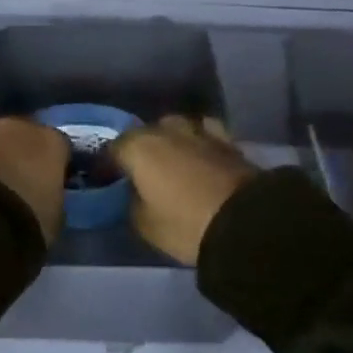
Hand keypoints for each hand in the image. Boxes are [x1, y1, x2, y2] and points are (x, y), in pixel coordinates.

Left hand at [0, 118, 69, 244]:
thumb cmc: (27, 219)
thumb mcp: (56, 215)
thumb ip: (54, 196)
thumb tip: (47, 194)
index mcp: (52, 141)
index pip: (61, 147)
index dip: (57, 165)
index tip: (54, 183)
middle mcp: (21, 127)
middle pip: (28, 136)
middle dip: (26, 154)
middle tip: (24, 180)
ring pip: (0, 142)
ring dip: (0, 156)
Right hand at [111, 115, 257, 265]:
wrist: (245, 222)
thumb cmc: (185, 224)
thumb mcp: (144, 224)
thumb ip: (131, 202)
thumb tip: (134, 193)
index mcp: (138, 147)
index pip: (112, 149)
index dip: (107, 166)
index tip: (107, 181)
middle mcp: (166, 129)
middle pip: (144, 134)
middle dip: (140, 150)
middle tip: (140, 172)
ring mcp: (198, 130)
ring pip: (176, 128)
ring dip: (170, 141)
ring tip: (171, 161)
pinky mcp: (226, 139)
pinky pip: (204, 133)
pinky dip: (198, 141)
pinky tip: (200, 154)